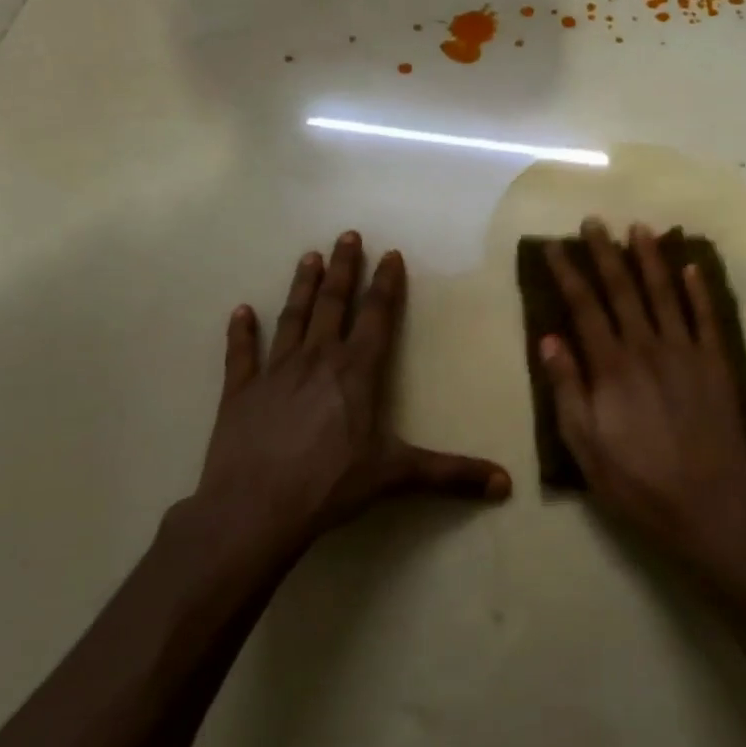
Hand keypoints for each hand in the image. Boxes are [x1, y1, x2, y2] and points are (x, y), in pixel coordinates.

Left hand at [184, 232, 510, 579]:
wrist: (252, 511)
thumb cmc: (330, 486)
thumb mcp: (396, 475)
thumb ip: (451, 474)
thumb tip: (506, 485)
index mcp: (357, 371)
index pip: (377, 316)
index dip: (386, 284)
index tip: (390, 254)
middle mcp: (317, 359)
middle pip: (333, 304)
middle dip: (343, 268)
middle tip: (346, 235)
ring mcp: (275, 372)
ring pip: (292, 317)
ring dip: (301, 286)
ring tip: (308, 257)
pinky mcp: (240, 392)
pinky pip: (241, 354)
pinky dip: (240, 332)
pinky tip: (239, 311)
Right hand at [540, 218, 745, 578]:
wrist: (707, 506)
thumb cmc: (636, 481)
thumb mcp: (584, 445)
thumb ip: (567, 389)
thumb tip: (549, 339)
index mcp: (611, 366)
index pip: (584, 307)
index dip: (568, 274)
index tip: (554, 247)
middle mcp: (648, 347)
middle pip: (623, 289)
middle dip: (605, 253)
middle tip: (593, 222)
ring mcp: (686, 352)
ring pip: (665, 293)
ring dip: (650, 258)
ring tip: (638, 228)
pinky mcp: (716, 364)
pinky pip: (706, 317)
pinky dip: (698, 289)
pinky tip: (690, 266)